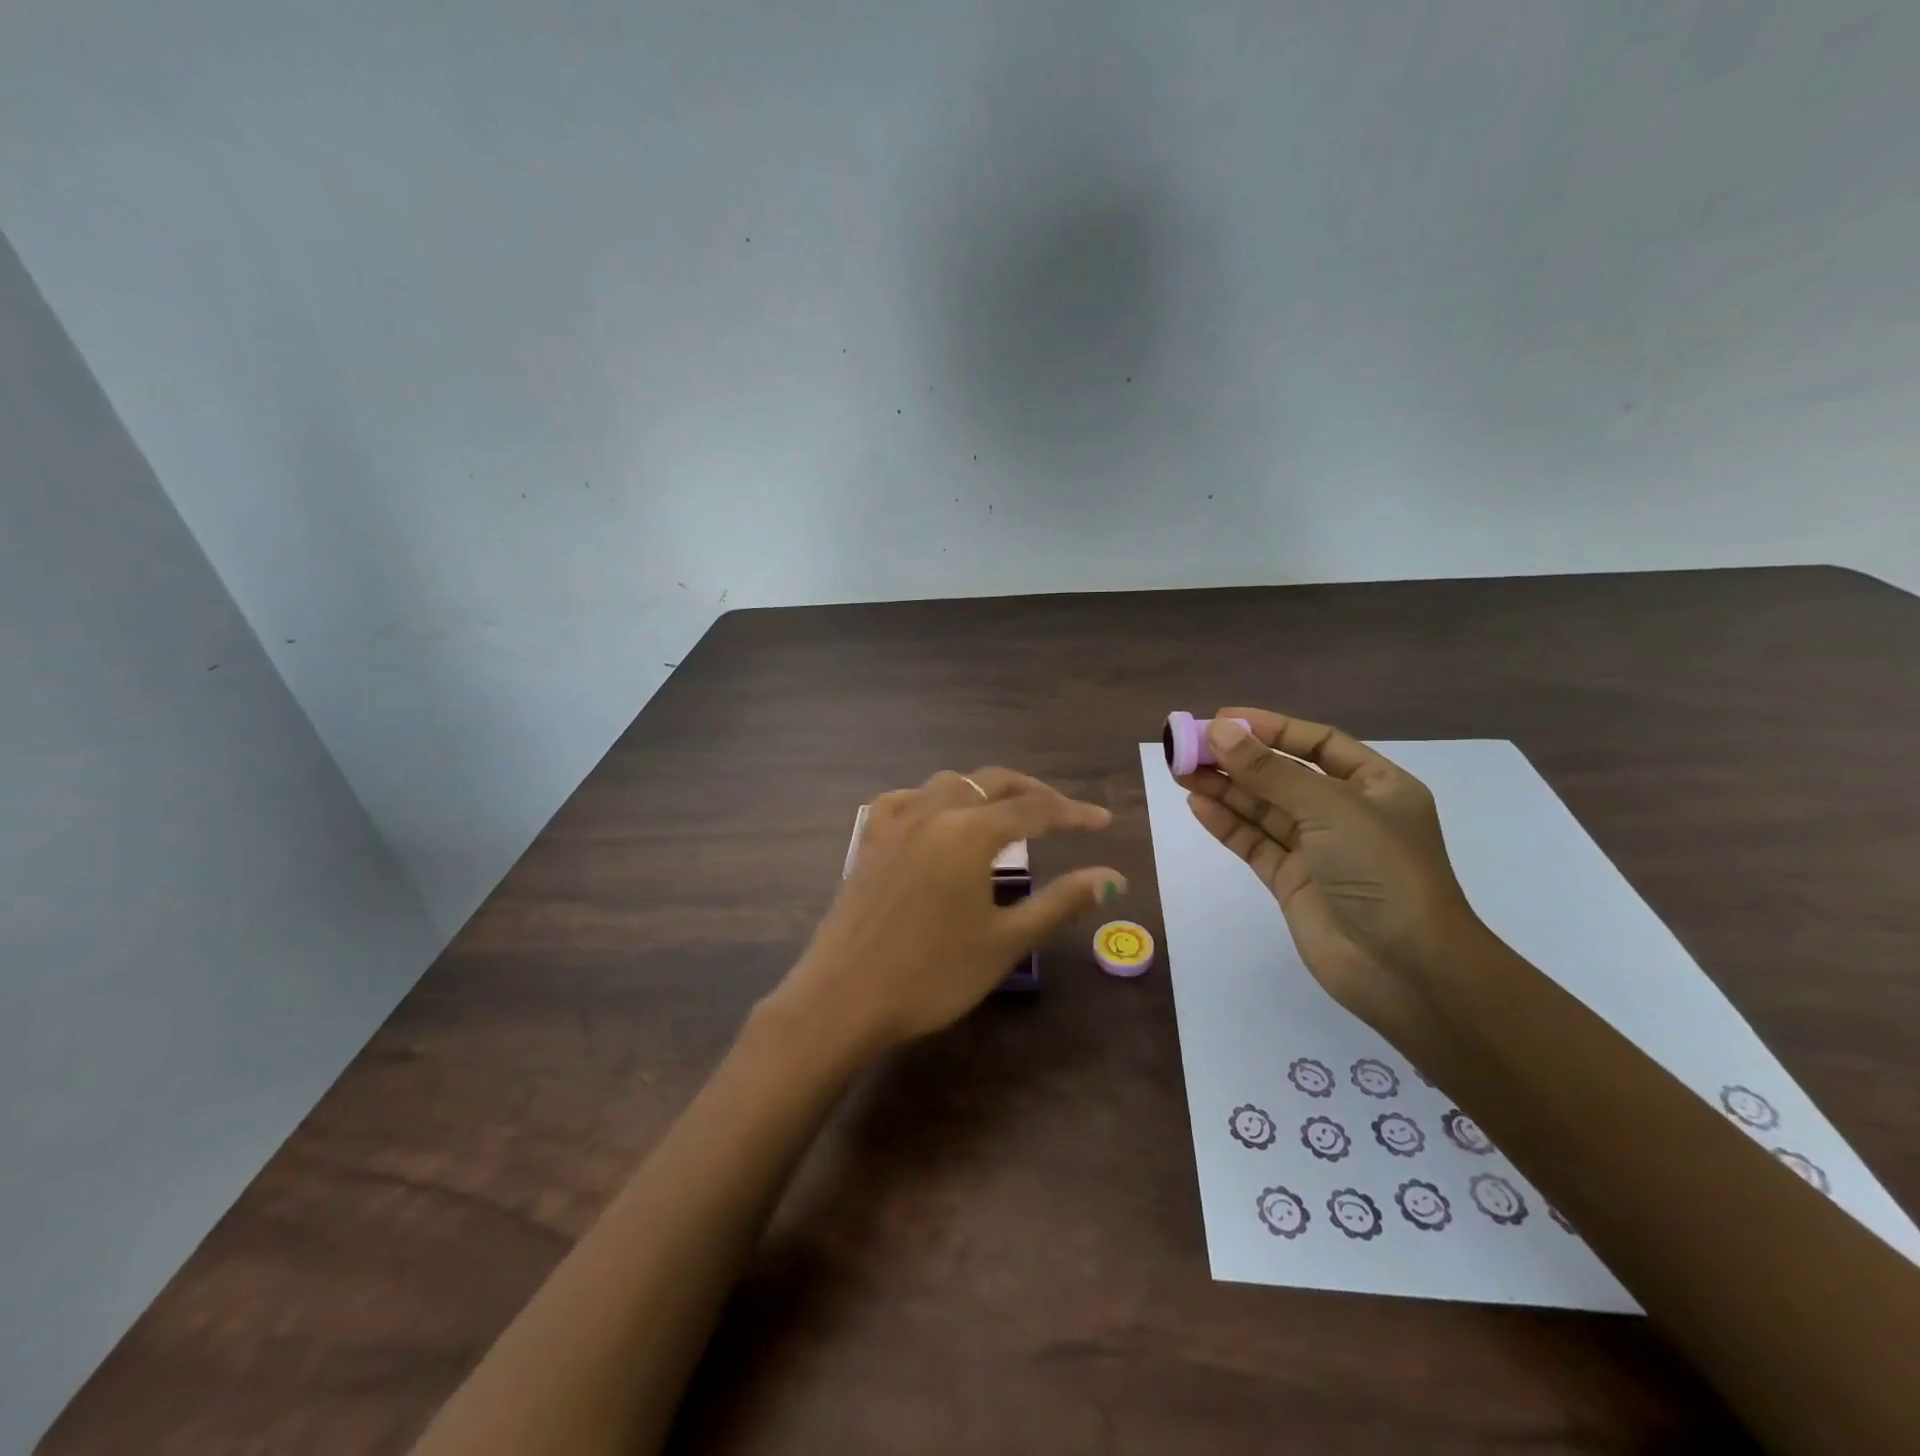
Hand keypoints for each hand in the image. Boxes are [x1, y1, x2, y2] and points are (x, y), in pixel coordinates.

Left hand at [773, 768, 1123, 1053]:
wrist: (844, 999)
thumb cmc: (932, 975)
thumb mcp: (1006, 941)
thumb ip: (1061, 902)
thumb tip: (1113, 878)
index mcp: (969, 832)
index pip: (1034, 810)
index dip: (1074, 814)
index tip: (1104, 820)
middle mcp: (932, 813)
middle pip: (990, 783)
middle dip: (1032, 791)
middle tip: (1063, 812)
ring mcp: (894, 824)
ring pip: (947, 784)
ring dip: (983, 790)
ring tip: (1005, 813)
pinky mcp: (868, 842)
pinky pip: (904, 801)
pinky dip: (931, 799)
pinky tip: (935, 817)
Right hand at [1179, 709, 1484, 1032]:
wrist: (1405, 968)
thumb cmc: (1381, 871)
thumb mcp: (1329, 808)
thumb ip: (1270, 771)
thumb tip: (1219, 730)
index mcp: (1375, 786)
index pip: (1317, 743)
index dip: (1270, 728)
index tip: (1222, 719)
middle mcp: (1346, 813)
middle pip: (1283, 775)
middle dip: (1237, 759)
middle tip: (1187, 745)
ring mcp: (1318, 850)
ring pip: (1263, 809)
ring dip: (1224, 788)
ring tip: (1180, 770)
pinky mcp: (1292, 882)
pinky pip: (1254, 843)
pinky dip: (1226, 824)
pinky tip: (1197, 804)